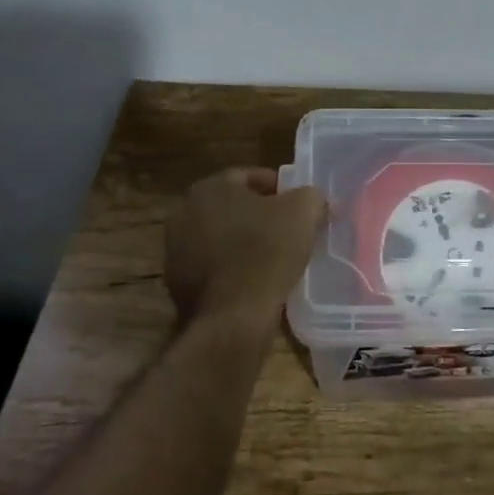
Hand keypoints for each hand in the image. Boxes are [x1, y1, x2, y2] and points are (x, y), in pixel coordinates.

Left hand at [164, 168, 326, 336]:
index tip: (298, 203)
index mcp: (208, 188)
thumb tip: (318, 200)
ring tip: (275, 256)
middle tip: (288, 227)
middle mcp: (183, 213)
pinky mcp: (177, 285)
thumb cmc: (265, 252)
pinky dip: (233, 268)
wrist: (232, 318)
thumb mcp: (302, 213)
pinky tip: (256, 280)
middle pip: (232, 206)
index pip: (248, 176)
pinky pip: (213, 267)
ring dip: (244, 242)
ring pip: (220, 237)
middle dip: (259, 214)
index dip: (278, 187)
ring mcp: (175, 251)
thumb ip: (312, 197)